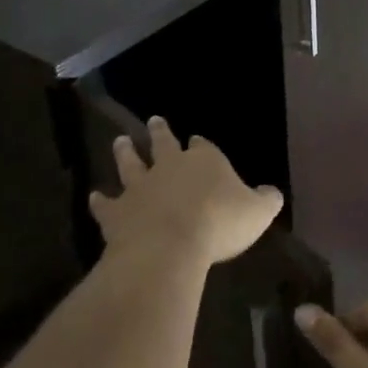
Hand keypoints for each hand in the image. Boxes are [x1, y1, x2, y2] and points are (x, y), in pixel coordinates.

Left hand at [89, 118, 282, 267]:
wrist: (169, 246)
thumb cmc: (219, 224)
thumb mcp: (258, 213)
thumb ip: (266, 200)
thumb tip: (272, 193)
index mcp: (205, 161)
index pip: (203, 146)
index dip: (200, 144)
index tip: (195, 139)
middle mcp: (169, 166)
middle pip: (163, 143)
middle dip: (160, 132)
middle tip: (154, 120)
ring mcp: (140, 187)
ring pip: (130, 163)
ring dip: (125, 152)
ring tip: (120, 141)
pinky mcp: (117, 211)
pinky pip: (106, 203)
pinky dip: (100, 200)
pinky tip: (95, 196)